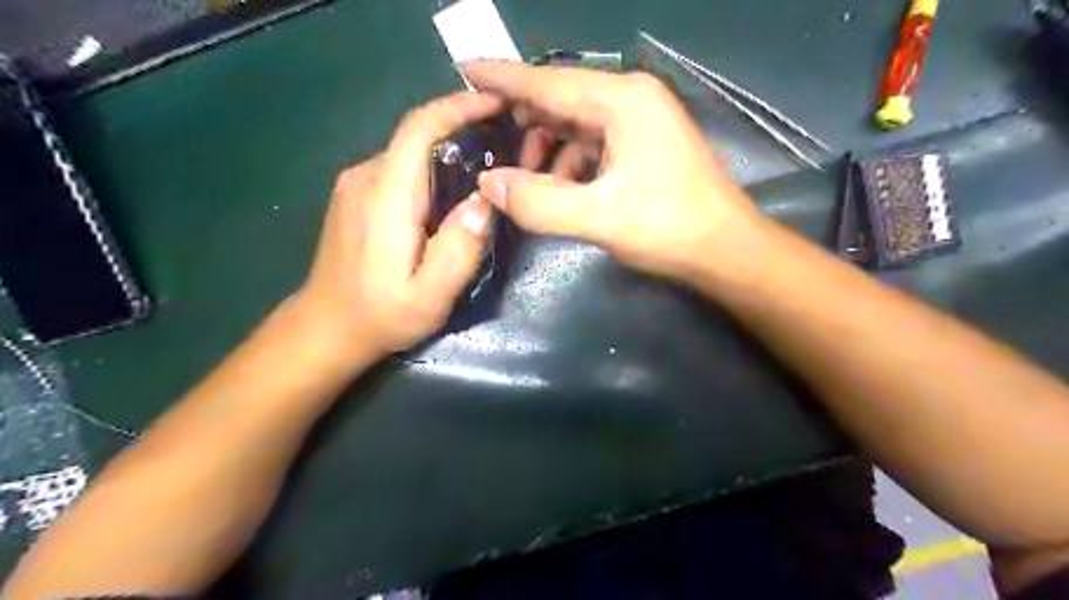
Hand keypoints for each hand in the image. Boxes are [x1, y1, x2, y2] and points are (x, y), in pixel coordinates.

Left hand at [290, 92, 505, 366]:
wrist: (325, 328)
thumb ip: (459, 250)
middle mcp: (366, 177)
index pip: (419, 128)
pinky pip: (399, 168)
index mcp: (386, 196)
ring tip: (485, 170)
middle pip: (417, 136)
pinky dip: (429, 168)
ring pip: (409, 152)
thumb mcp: (430, 296)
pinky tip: (450, 194)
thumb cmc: (381, 315)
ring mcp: (355, 185)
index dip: (458, 107)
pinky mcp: (355, 196)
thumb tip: (484, 202)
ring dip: (447, 151)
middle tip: (506, 145)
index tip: (496, 103)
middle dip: (462, 129)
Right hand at [464, 61, 764, 279]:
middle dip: (525, 120)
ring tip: (525, 177)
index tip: (465, 67)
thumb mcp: (598, 217)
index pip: (549, 83)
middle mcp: (632, 99)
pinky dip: (571, 161)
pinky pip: (594, 143)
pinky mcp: (645, 145)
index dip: (504, 77)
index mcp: (623, 101)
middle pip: (563, 100)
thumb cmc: (668, 228)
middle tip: (490, 140)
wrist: (726, 250)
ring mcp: (642, 122)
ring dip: (548, 147)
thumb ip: (539, 201)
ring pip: (577, 124)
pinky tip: (560, 187)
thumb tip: (488, 184)